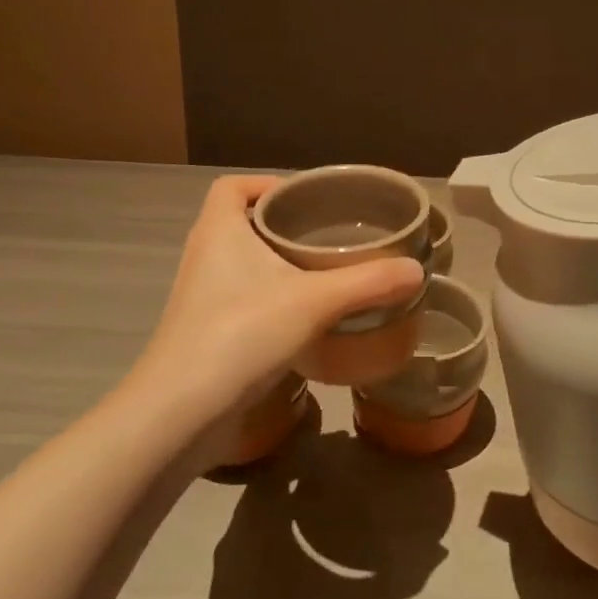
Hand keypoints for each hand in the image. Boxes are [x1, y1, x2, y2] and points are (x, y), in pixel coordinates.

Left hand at [134, 176, 422, 426]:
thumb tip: (417, 270)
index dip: (265, 184)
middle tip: (328, 235)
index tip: (306, 200)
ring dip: (276, 265)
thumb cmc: (241, 334)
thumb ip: (368, 283)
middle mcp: (204, 257)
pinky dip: (270, 300)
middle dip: (282, 226)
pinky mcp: (205, 334)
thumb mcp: (314, 302)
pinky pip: (241, 299)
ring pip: (242, 265)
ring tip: (324, 274)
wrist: (180, 414)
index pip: (231, 187)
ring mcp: (201, 298)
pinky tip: (305, 320)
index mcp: (219, 231)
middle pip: (241, 223)